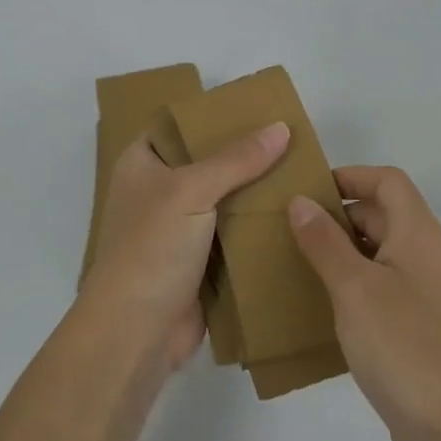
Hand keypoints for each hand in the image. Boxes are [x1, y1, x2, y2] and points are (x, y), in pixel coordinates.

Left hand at [83, 123, 289, 368]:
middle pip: (207, 162)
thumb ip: (236, 159)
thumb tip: (281, 128)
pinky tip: (294, 215)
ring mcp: (179, 229)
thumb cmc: (151, 248)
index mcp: (142, 164)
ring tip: (303, 172)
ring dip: (256, 193)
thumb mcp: (191, 191)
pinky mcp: (199, 263)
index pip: (178, 126)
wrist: (136, 332)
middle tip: (293, 140)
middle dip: (245, 155)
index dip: (212, 115)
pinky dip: (257, 228)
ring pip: (224, 200)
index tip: (257, 107)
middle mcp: (158, 191)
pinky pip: (233, 235)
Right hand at [288, 167, 440, 440]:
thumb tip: (300, 201)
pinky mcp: (417, 327)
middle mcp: (425, 255)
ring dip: (341, 251)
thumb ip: (324, 241)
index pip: (387, 181)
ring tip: (297, 263)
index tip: (308, 191)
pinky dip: (351, 285)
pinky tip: (321, 306)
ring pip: (378, 253)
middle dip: (338, 215)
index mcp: (417, 233)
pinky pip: (380, 288)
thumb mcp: (354, 287)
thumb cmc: (404, 345)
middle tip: (291, 229)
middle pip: (382, 214)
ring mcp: (424, 293)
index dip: (350, 176)